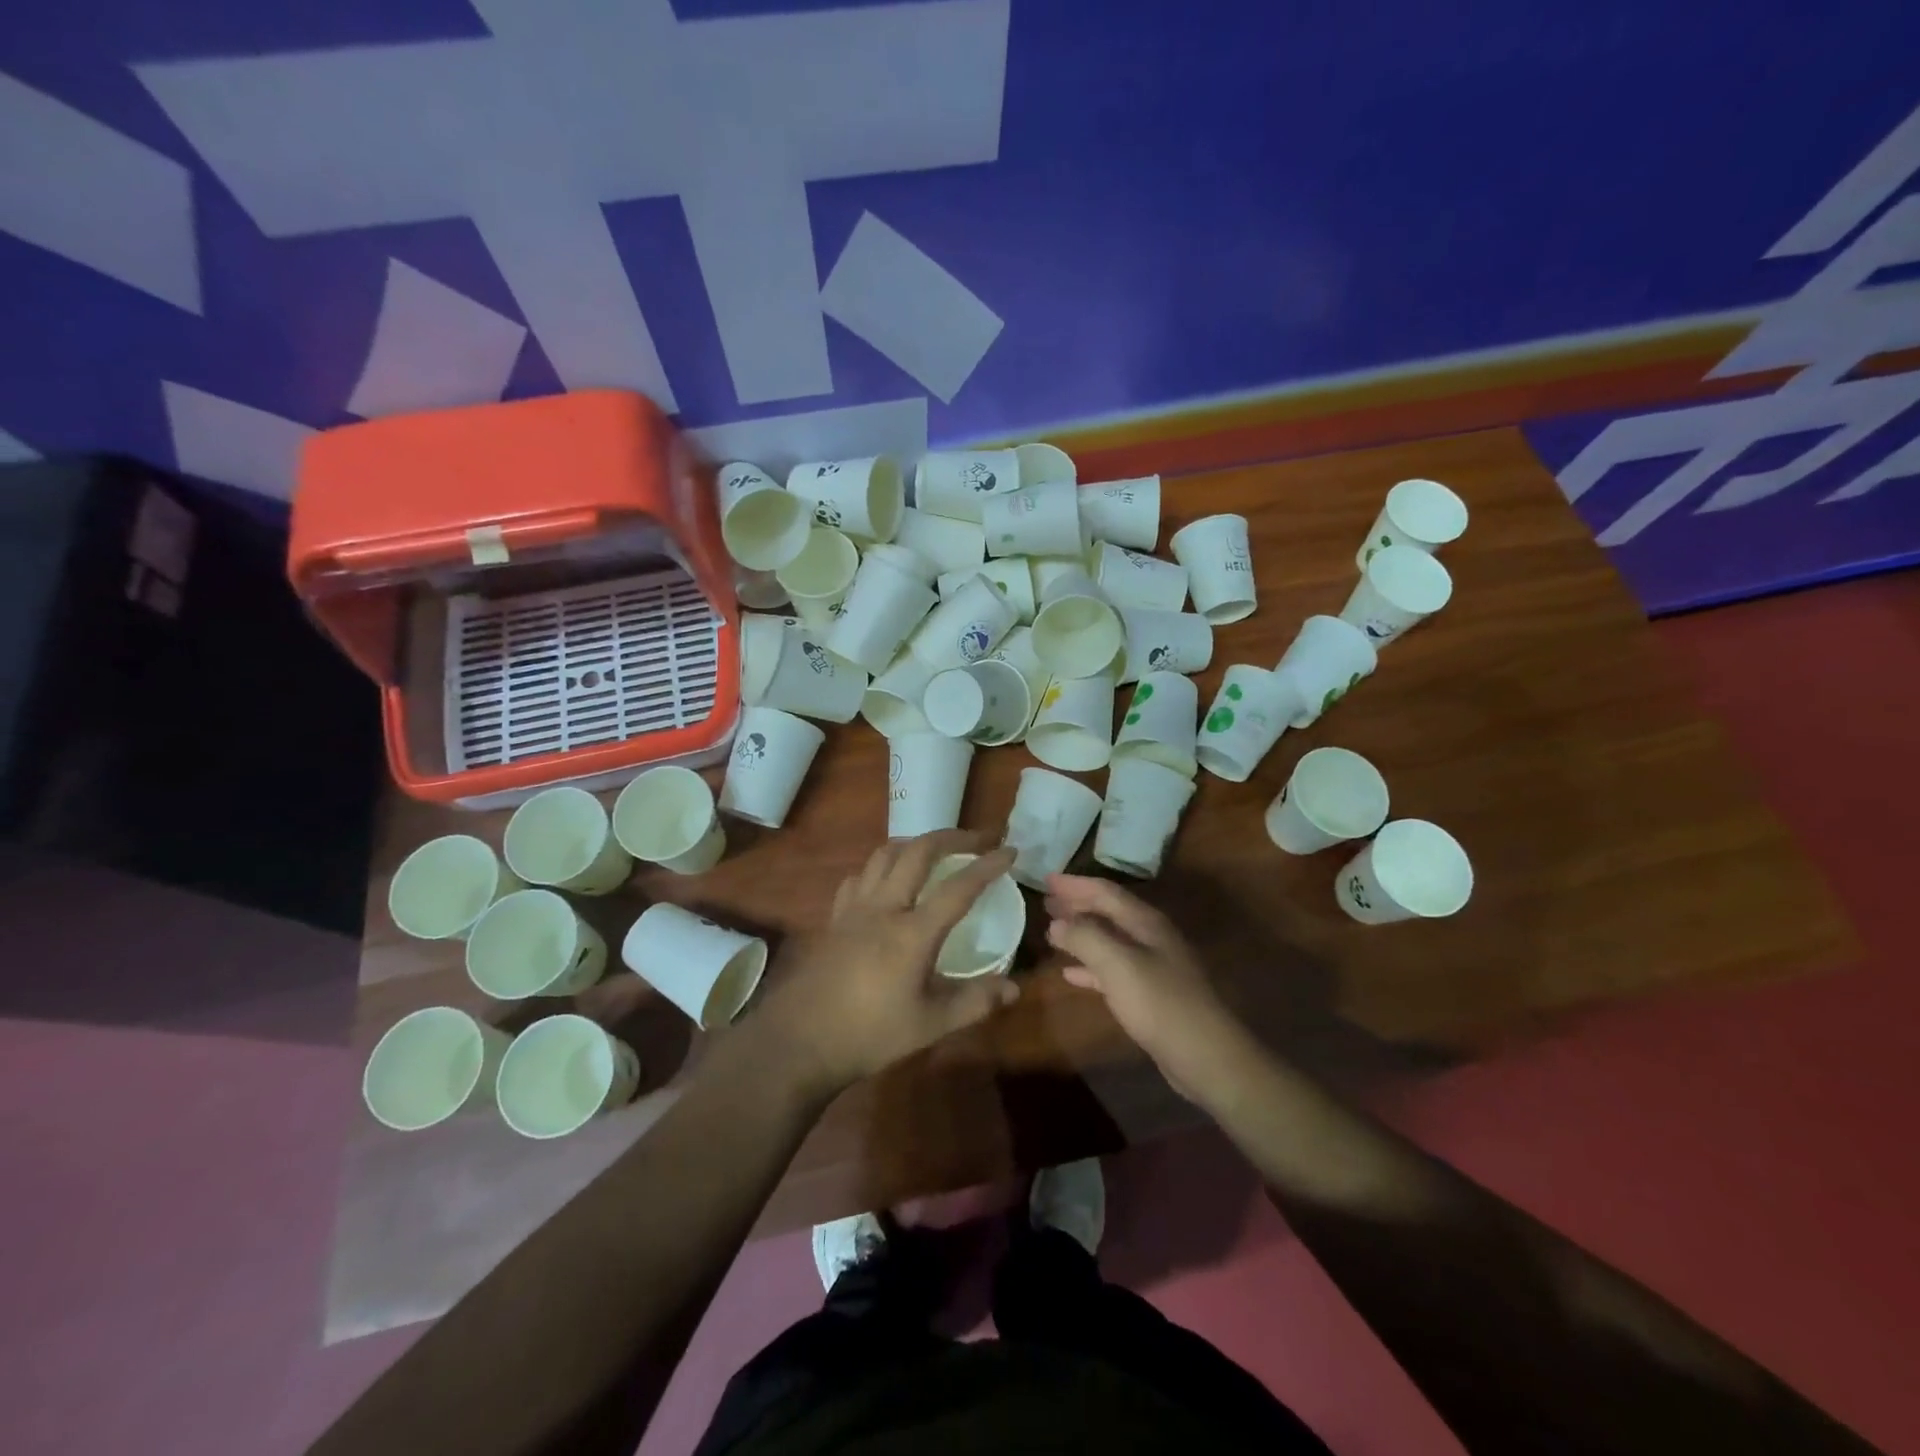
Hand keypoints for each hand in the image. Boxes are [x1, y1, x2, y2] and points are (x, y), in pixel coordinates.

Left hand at [756, 832, 1020, 1097]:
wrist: (801, 1041)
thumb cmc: (870, 1034)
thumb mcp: (930, 1025)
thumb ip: (974, 1003)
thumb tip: (1014, 988)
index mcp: (913, 933)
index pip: (959, 887)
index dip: (988, 865)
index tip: (1010, 850)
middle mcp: (884, 908)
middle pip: (918, 852)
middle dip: (952, 837)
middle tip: (977, 838)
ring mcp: (855, 908)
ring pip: (885, 854)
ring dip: (915, 844)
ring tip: (935, 850)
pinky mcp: (835, 917)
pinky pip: (860, 876)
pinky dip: (881, 866)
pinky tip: (887, 880)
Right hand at [1045, 874, 1249, 1103]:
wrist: (1204, 1054)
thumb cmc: (1160, 1003)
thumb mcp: (1117, 964)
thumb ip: (1085, 937)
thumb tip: (1057, 921)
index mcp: (1145, 922)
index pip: (1105, 891)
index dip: (1075, 884)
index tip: (1046, 879)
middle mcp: (1150, 937)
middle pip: (1108, 912)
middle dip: (1077, 905)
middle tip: (1046, 901)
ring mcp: (1153, 965)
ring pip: (1109, 939)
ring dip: (1081, 933)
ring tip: (1052, 932)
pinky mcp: (1151, 993)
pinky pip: (1113, 969)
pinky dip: (1090, 965)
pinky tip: (1070, 974)